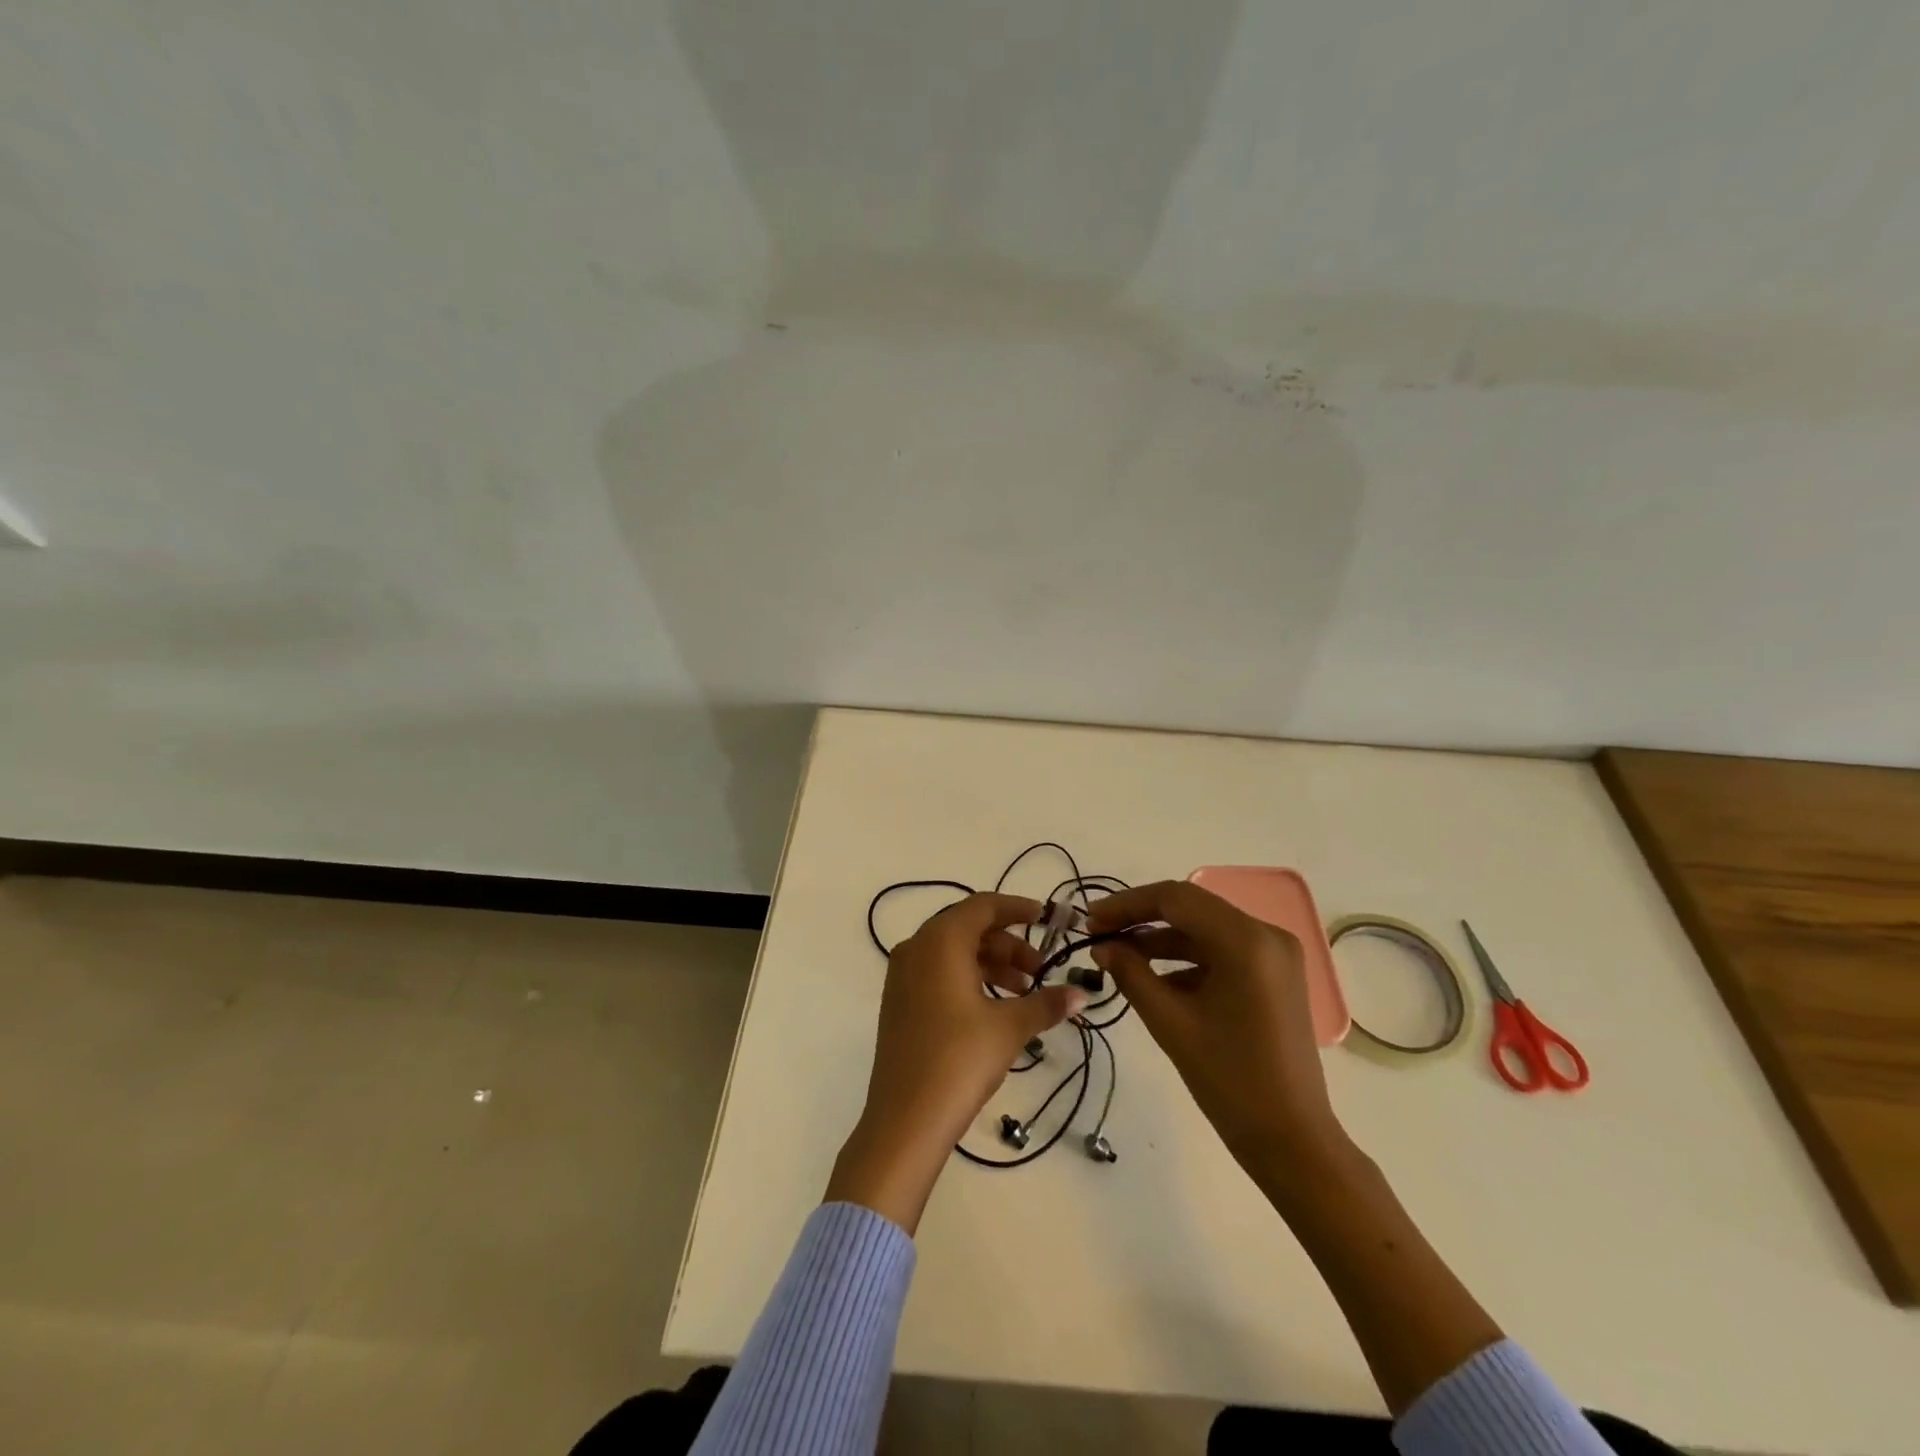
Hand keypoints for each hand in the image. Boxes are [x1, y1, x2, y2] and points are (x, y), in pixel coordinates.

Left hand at [827, 892, 1087, 1231]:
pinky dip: (969, 979)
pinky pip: (939, 973)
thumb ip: (1046, 1003)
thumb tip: (1081, 994)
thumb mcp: (1009, 1028)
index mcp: (940, 941)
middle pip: (968, 928)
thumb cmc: (959, 1059)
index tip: (1046, 919)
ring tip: (1024, 993)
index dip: (1017, 909)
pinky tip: (995, 1007)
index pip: (982, 906)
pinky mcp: (899, 1002)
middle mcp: (916, 948)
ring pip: (954, 952)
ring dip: (991, 964)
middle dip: (1008, 943)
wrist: (905, 1118)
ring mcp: (902, 976)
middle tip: (1040, 969)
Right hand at [1087, 880, 1347, 1184]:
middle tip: (1098, 935)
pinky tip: (1154, 979)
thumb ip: (1131, 974)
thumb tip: (1102, 946)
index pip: (1176, 898)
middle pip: (1192, 908)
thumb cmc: (1230, 1081)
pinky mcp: (1275, 976)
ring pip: (1205, 929)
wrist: (1292, 1141)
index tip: (1090, 921)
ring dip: (1161, 939)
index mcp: (1246, 941)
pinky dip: (1187, 959)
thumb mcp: (1170, 1023)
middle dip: (1141, 919)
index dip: (1127, 904)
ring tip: (1118, 956)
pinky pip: (1222, 952)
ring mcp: (1275, 955)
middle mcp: (1267, 935)